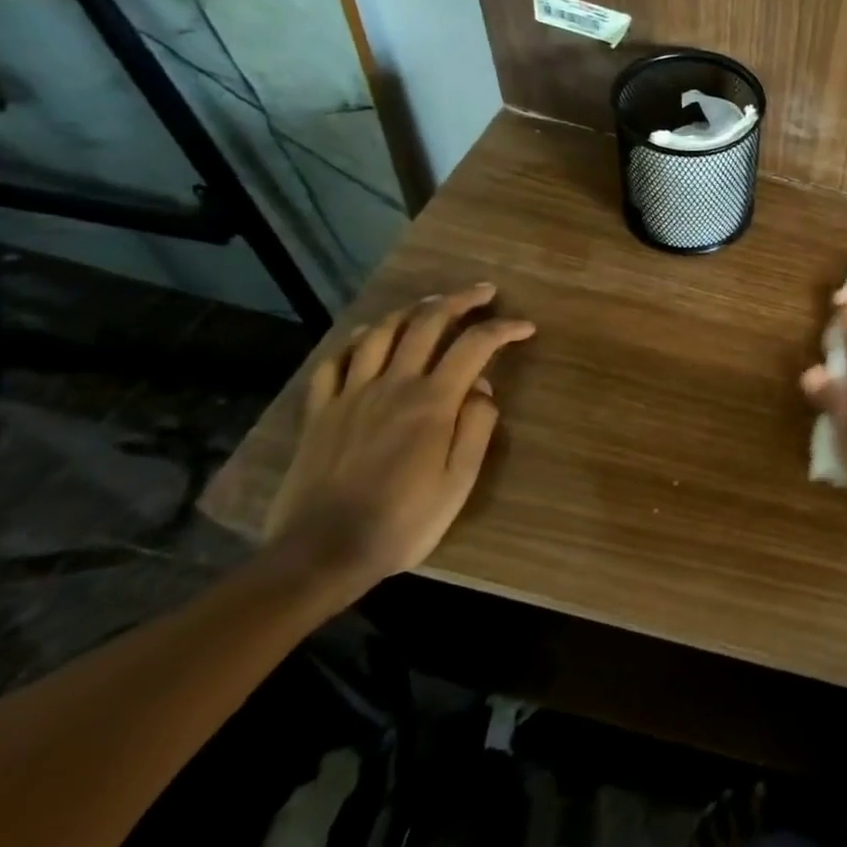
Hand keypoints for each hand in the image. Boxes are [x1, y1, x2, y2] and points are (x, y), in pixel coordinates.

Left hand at [263, 283, 534, 599]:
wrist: (321, 554)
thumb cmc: (404, 521)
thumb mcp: (458, 481)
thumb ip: (476, 428)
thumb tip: (484, 389)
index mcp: (432, 402)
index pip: (475, 346)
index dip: (504, 329)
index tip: (526, 327)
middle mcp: (392, 385)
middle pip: (427, 323)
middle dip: (460, 300)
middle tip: (483, 293)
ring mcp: (351, 395)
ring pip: (381, 332)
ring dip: (411, 310)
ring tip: (432, 304)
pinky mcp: (320, 412)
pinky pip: (335, 362)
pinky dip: (357, 341)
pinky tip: (370, 337)